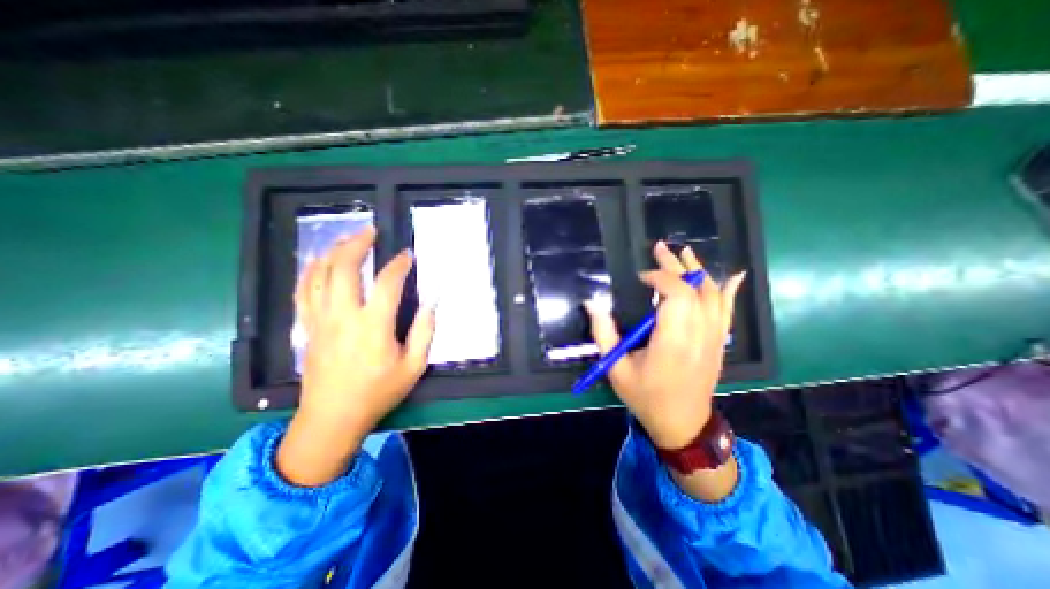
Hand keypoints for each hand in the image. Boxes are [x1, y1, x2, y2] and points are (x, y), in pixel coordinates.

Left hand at [274, 229, 434, 485]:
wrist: (332, 418)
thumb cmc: (378, 393)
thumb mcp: (413, 367)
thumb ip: (424, 332)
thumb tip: (431, 304)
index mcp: (373, 326)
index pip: (387, 283)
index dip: (399, 265)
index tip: (407, 255)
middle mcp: (343, 316)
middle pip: (343, 268)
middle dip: (357, 244)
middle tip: (371, 232)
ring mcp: (320, 320)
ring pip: (318, 274)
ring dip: (333, 252)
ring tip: (347, 239)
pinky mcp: (307, 327)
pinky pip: (302, 290)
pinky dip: (310, 270)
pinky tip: (319, 262)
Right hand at [582, 241, 744, 448]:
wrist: (682, 423)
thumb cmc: (646, 396)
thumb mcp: (616, 368)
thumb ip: (604, 333)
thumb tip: (592, 303)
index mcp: (673, 342)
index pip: (677, 296)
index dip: (661, 278)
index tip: (641, 278)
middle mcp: (698, 336)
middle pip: (695, 290)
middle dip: (676, 266)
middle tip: (660, 248)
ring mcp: (713, 339)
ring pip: (713, 296)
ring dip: (699, 271)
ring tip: (685, 253)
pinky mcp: (718, 343)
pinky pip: (728, 312)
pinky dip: (729, 291)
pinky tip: (733, 275)